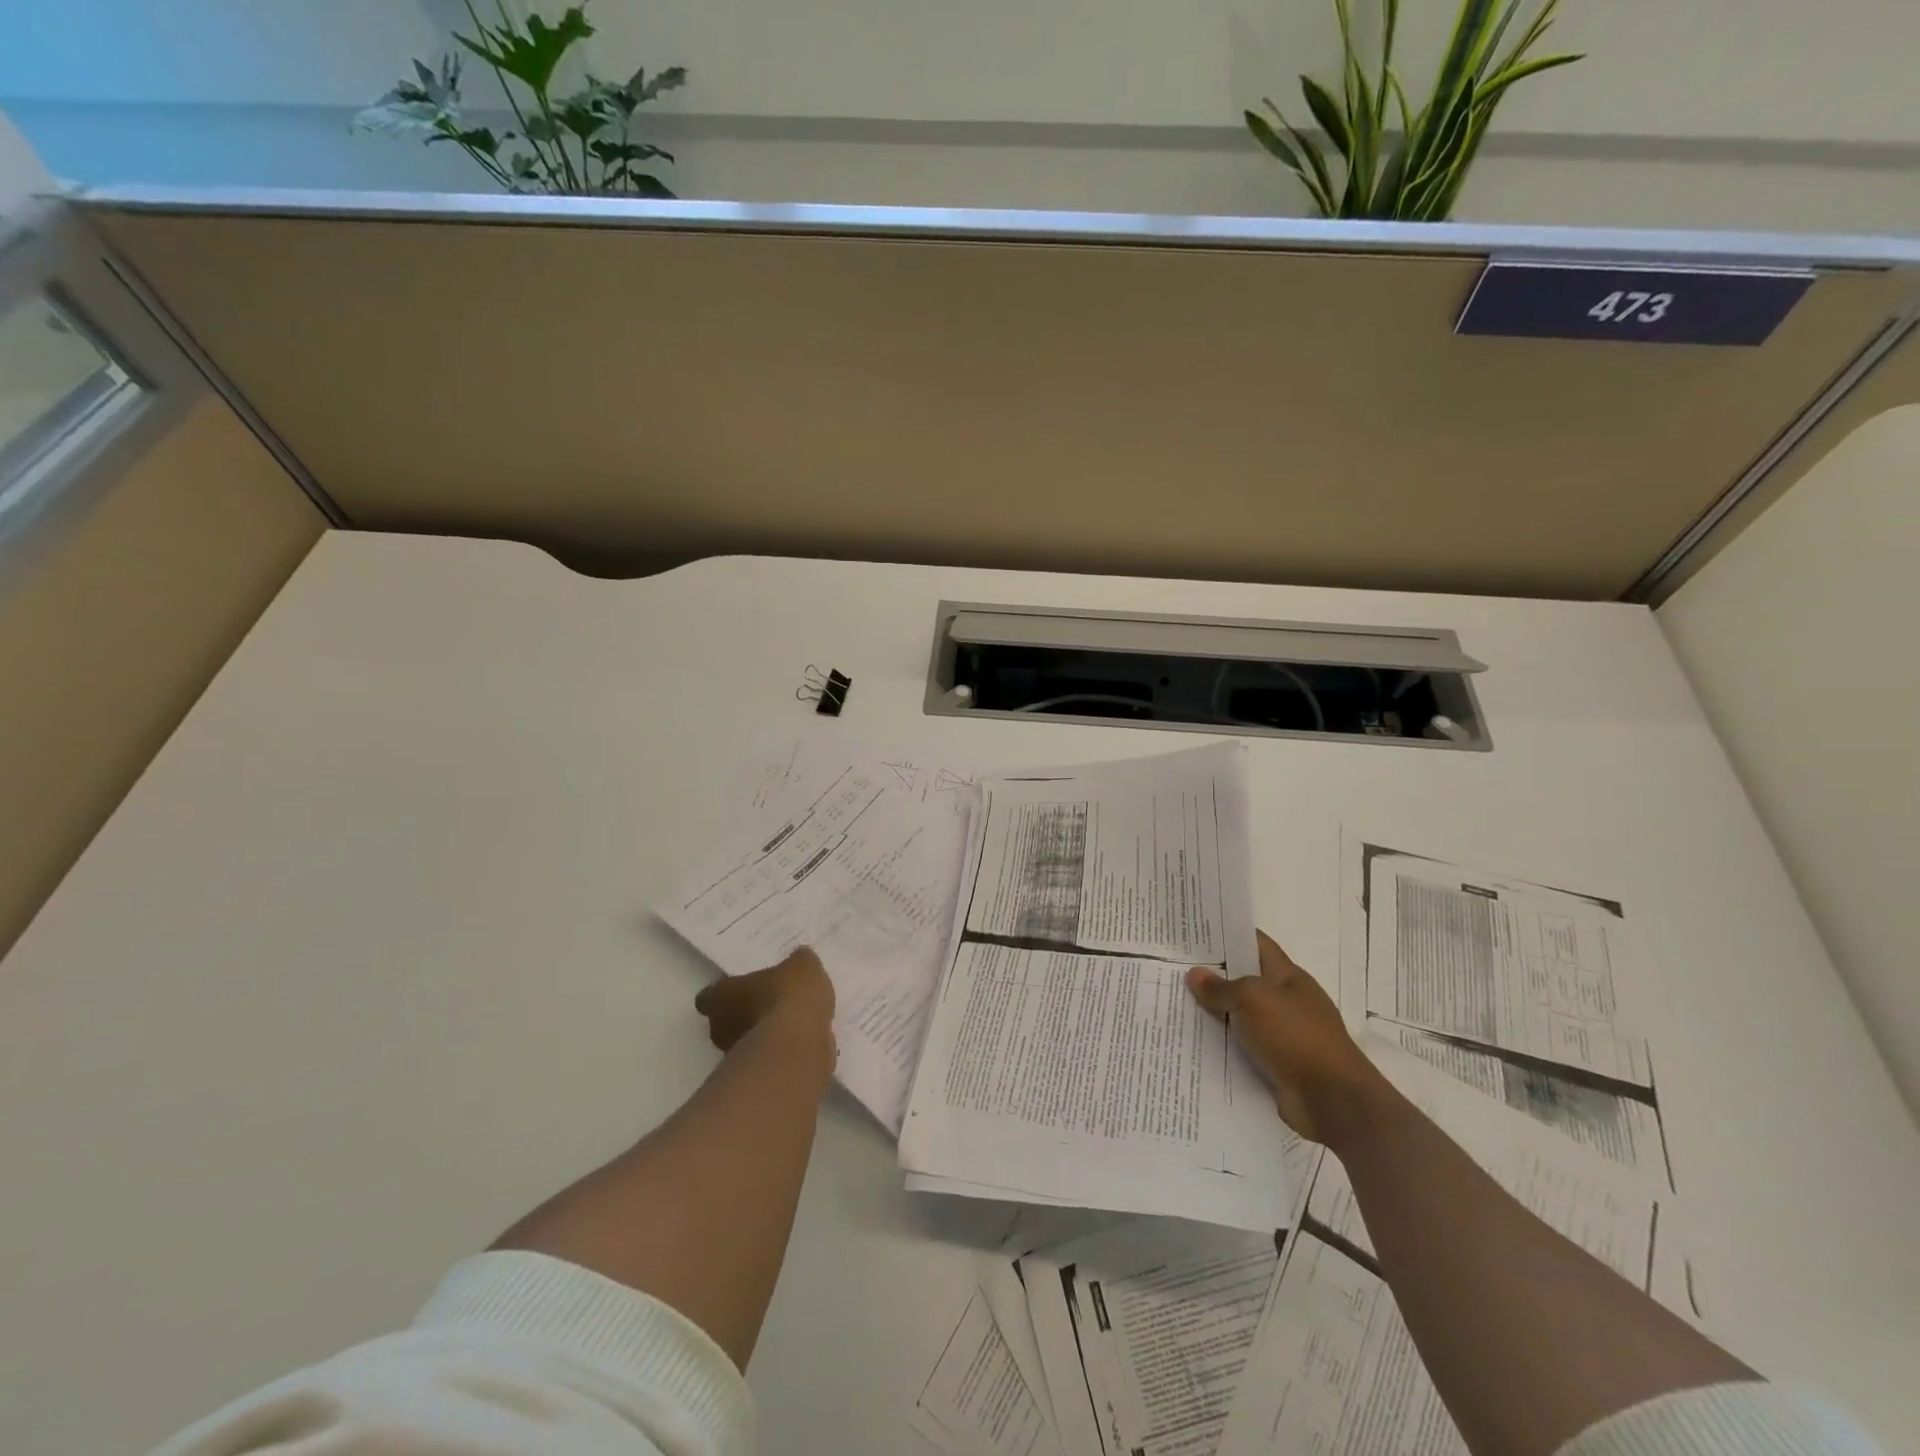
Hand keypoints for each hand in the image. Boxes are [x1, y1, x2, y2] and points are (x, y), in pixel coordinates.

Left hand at [694, 947, 835, 1054]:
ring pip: (747, 1042)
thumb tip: (800, 960)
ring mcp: (736, 1058)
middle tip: (772, 1003)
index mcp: (721, 996)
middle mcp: (720, 1028)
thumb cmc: (787, 998)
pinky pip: (768, 1060)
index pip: (709, 995)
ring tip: (793, 1025)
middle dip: (746, 1014)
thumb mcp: (802, 966)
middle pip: (726, 1020)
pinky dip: (781, 1054)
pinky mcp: (756, 1078)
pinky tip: (803, 1044)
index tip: (743, 988)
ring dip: (764, 1036)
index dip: (725, 991)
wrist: (797, 1049)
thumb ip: (798, 963)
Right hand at [1186, 931, 1384, 1145]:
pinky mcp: (1274, 1065)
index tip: (1195, 931)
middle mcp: (1285, 1002)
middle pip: (1243, 981)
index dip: (1228, 934)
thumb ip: (1221, 987)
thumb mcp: (1253, 999)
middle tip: (1173, 966)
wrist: (1332, 1100)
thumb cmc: (1296, 1036)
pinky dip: (1220, 1046)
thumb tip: (1194, 974)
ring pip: (1239, 1017)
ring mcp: (1281, 1035)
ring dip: (1212, 1014)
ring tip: (1173, 1003)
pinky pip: (1241, 1049)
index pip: (1255, 944)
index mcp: (1288, 977)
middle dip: (1212, 975)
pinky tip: (1191, 1042)